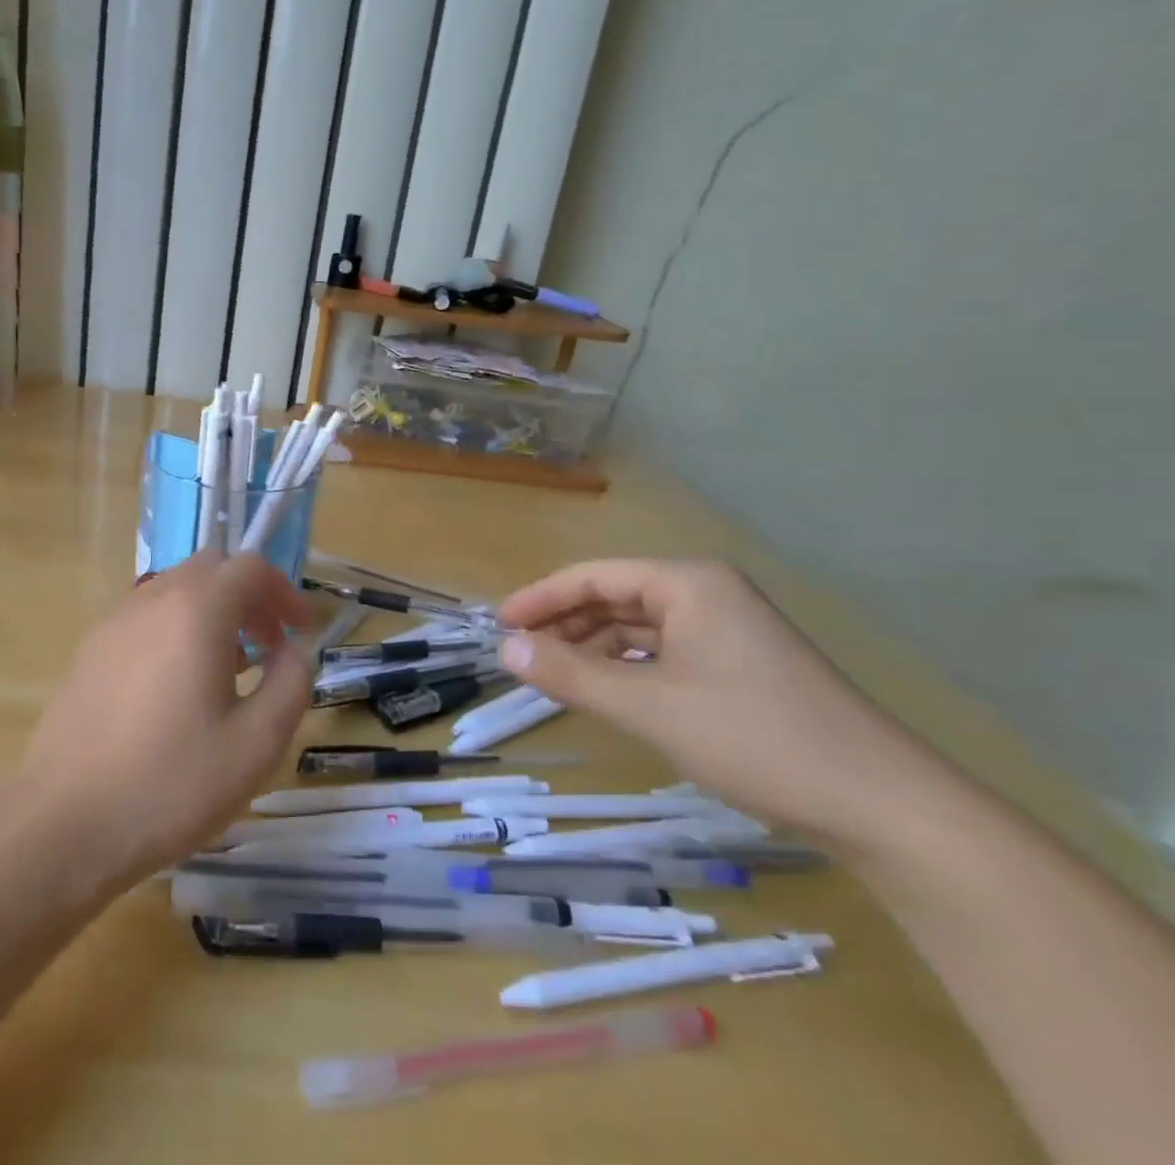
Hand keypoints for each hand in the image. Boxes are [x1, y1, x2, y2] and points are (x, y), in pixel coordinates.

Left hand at [21, 553, 313, 887]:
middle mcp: (152, 599)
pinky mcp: (90, 650)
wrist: (64, 822)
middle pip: (211, 569)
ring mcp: (114, 622)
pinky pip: (146, 617)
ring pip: (175, 590)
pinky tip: (178, 687)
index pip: (251, 568)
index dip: (285, 592)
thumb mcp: (256, 744)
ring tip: (229, 669)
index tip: (302, 631)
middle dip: (249, 597)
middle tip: (268, 645)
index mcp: (196, 609)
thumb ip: (290, 685)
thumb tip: (293, 651)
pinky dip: (176, 628)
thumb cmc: (170, 783)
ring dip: (212, 612)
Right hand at [496, 559, 939, 852]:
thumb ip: (571, 675)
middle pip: (615, 597)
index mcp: (689, 583)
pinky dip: (627, 668)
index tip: (500, 624)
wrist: (887, 810)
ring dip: (593, 648)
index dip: (541, 597)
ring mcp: (729, 632)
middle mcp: (708, 595)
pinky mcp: (741, 668)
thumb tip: (505, 651)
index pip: (594, 576)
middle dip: (565, 624)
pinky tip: (607, 692)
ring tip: (554, 676)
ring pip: (638, 627)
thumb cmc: (758, 739)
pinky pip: (664, 653)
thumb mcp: (650, 707)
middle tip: (521, 655)